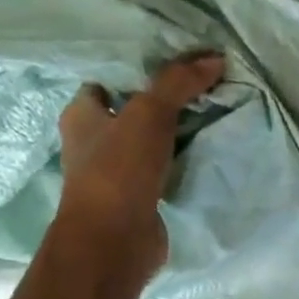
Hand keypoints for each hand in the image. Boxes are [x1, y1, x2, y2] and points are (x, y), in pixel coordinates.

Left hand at [55, 53, 225, 290]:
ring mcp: (116, 173)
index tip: (176, 65)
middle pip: (132, 111)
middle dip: (163, 101)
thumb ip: (179, 82)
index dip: (137, 70)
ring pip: (149, 142)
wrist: (115, 240)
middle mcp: (94, 142)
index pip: (107, 81)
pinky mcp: (139, 198)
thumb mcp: (149, 113)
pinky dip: (181, 161)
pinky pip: (163, 170)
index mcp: (82, 114)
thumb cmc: (119, 169)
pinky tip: (206, 152)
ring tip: (212, 113)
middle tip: (202, 86)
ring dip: (175, 133)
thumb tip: (215, 58)